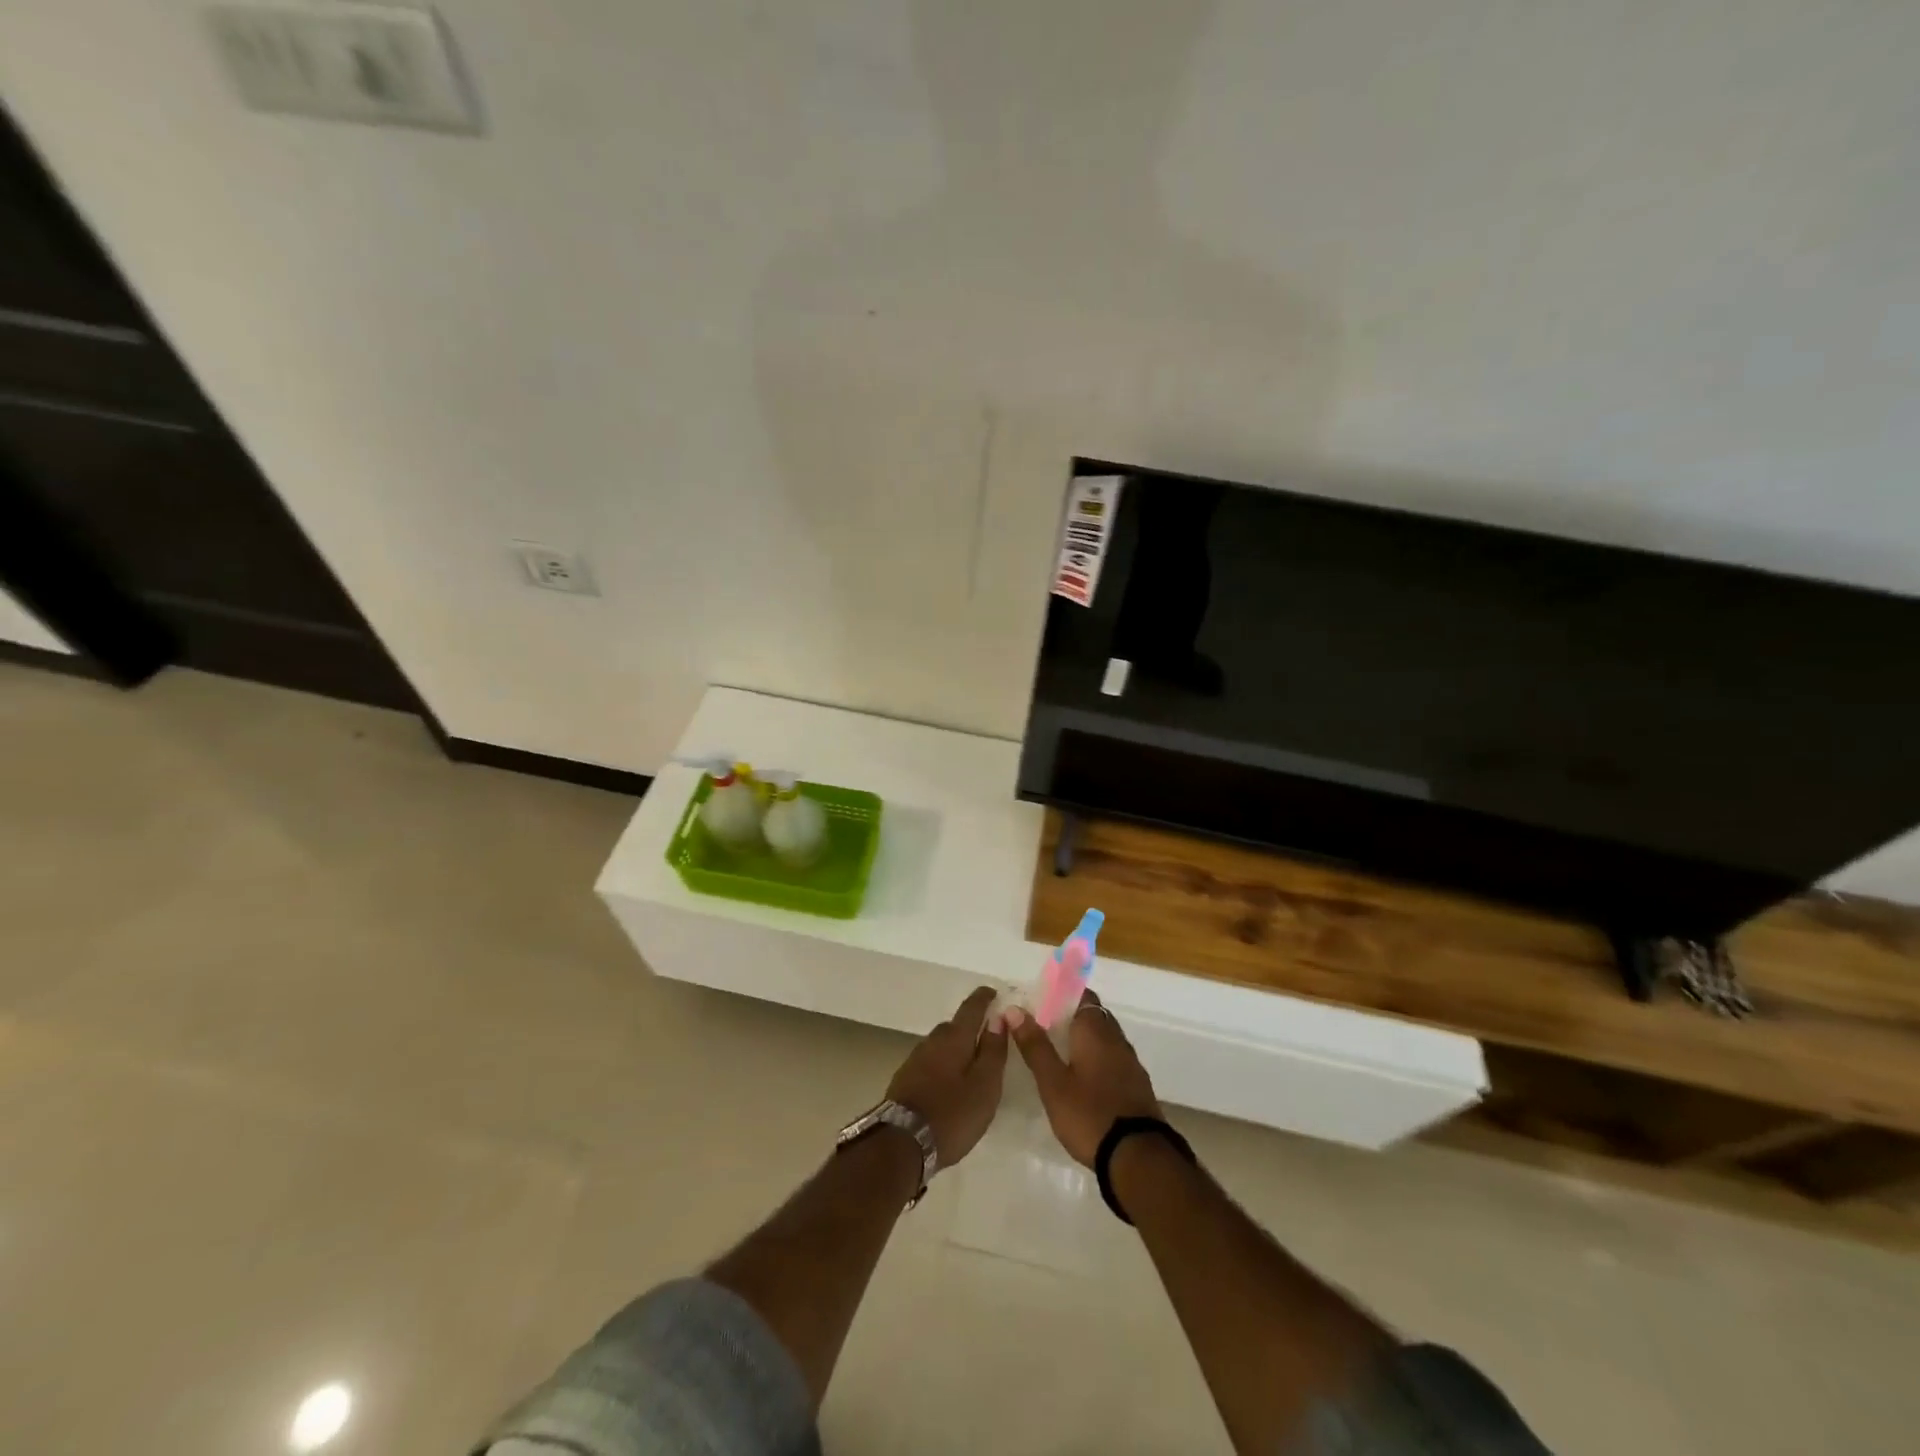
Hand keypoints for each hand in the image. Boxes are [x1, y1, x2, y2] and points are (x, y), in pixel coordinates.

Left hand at [885, 987, 1009, 1166]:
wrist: (901, 1143)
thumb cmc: (952, 1114)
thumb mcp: (985, 1086)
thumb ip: (993, 1051)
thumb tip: (999, 1018)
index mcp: (954, 1038)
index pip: (971, 1007)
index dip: (984, 998)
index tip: (995, 993)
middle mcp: (932, 1041)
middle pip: (954, 1026)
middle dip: (971, 1026)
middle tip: (989, 1037)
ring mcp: (915, 1059)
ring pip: (941, 1045)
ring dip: (956, 1048)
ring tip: (971, 1063)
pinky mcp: (905, 1079)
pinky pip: (931, 1061)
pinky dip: (944, 1064)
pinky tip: (949, 1082)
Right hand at [1004, 991, 1161, 1166]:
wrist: (1138, 1157)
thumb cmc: (1089, 1114)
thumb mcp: (1053, 1083)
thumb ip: (1035, 1046)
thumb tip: (1015, 1009)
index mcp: (1095, 1030)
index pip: (1082, 995)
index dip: (1062, 994)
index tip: (1041, 1001)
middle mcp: (1116, 1039)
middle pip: (1094, 1015)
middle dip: (1071, 1015)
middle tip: (1044, 1027)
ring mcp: (1130, 1063)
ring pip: (1105, 1037)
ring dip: (1085, 1038)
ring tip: (1059, 1051)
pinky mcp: (1137, 1085)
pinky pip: (1114, 1058)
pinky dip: (1098, 1058)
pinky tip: (1083, 1077)